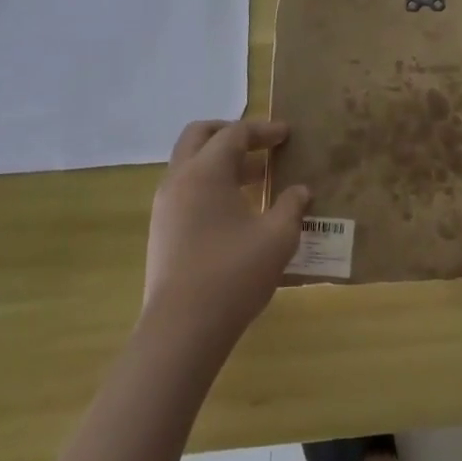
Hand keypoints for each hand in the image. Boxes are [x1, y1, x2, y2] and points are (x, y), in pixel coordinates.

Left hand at [142, 120, 310, 345]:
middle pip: (200, 135)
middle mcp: (179, 179)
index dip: (264, 130)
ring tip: (254, 178)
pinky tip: (234, 209)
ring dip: (219, 160)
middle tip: (259, 143)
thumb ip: (291, 206)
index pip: (235, 132)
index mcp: (206, 171)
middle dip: (230, 132)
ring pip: (189, 163)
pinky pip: (185, 189)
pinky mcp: (161, 231)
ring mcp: (165, 206)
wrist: (181, 330)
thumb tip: (300, 191)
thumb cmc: (233, 274)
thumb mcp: (277, 237)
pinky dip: (208, 184)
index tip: (287, 134)